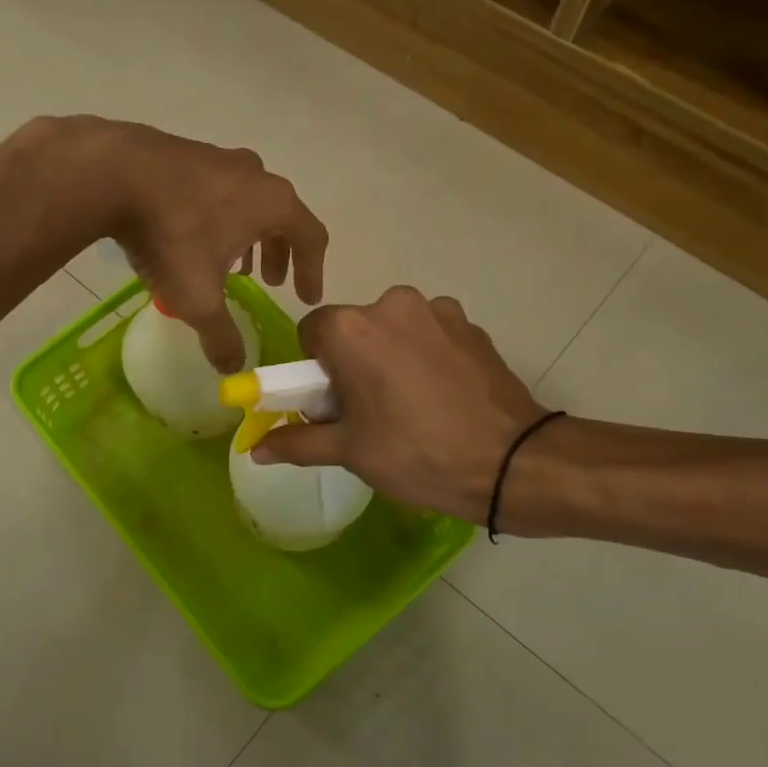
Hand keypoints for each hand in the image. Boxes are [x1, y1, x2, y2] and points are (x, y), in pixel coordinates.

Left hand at [34, 115, 327, 371]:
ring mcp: (218, 158)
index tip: (306, 298)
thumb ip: (221, 336)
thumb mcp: (198, 298)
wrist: (113, 174)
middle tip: (269, 282)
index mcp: (273, 204)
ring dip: (247, 236)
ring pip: (247, 202)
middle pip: (281, 217)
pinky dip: (218, 218)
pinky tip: (193, 238)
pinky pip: (216, 192)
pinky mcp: (186, 153)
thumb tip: (233, 368)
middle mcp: (254, 175)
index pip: (312, 238)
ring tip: (231, 265)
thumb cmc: (171, 236)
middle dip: (278, 253)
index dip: (313, 271)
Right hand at [252, 287, 546, 522]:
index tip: (332, 402)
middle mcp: (393, 304)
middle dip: (353, 362)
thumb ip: (297, 442)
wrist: (512, 461)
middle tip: (370, 410)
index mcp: (353, 328)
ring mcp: (439, 311)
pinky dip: (427, 357)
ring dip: (392, 356)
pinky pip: (431, 335)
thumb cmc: (417, 454)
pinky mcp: (472, 325)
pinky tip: (443, 397)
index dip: (314, 369)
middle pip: (354, 328)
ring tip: (412, 406)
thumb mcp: (350, 452)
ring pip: (394, 329)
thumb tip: (255, 450)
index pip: (311, 332)